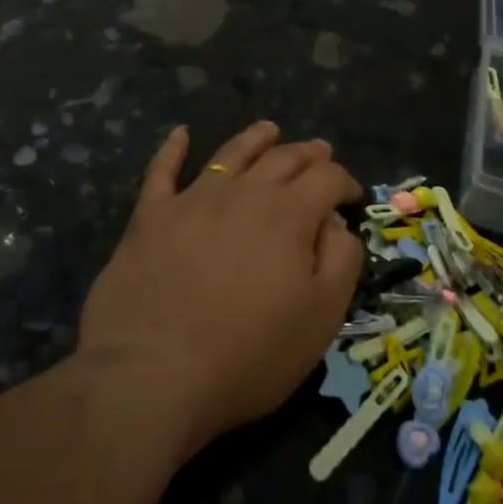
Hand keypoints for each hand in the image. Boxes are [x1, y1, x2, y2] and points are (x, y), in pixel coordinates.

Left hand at [78, 122, 363, 460]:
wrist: (153, 374)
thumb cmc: (248, 354)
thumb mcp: (320, 317)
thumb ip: (340, 259)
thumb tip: (335, 221)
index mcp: (289, 214)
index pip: (327, 177)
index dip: (345, 181)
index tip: (352, 196)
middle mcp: (243, 192)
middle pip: (283, 158)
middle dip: (308, 154)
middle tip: (320, 152)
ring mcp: (192, 199)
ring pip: (231, 153)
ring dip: (255, 138)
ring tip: (269, 130)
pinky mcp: (150, 216)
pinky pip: (162, 170)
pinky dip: (173, 148)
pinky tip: (180, 134)